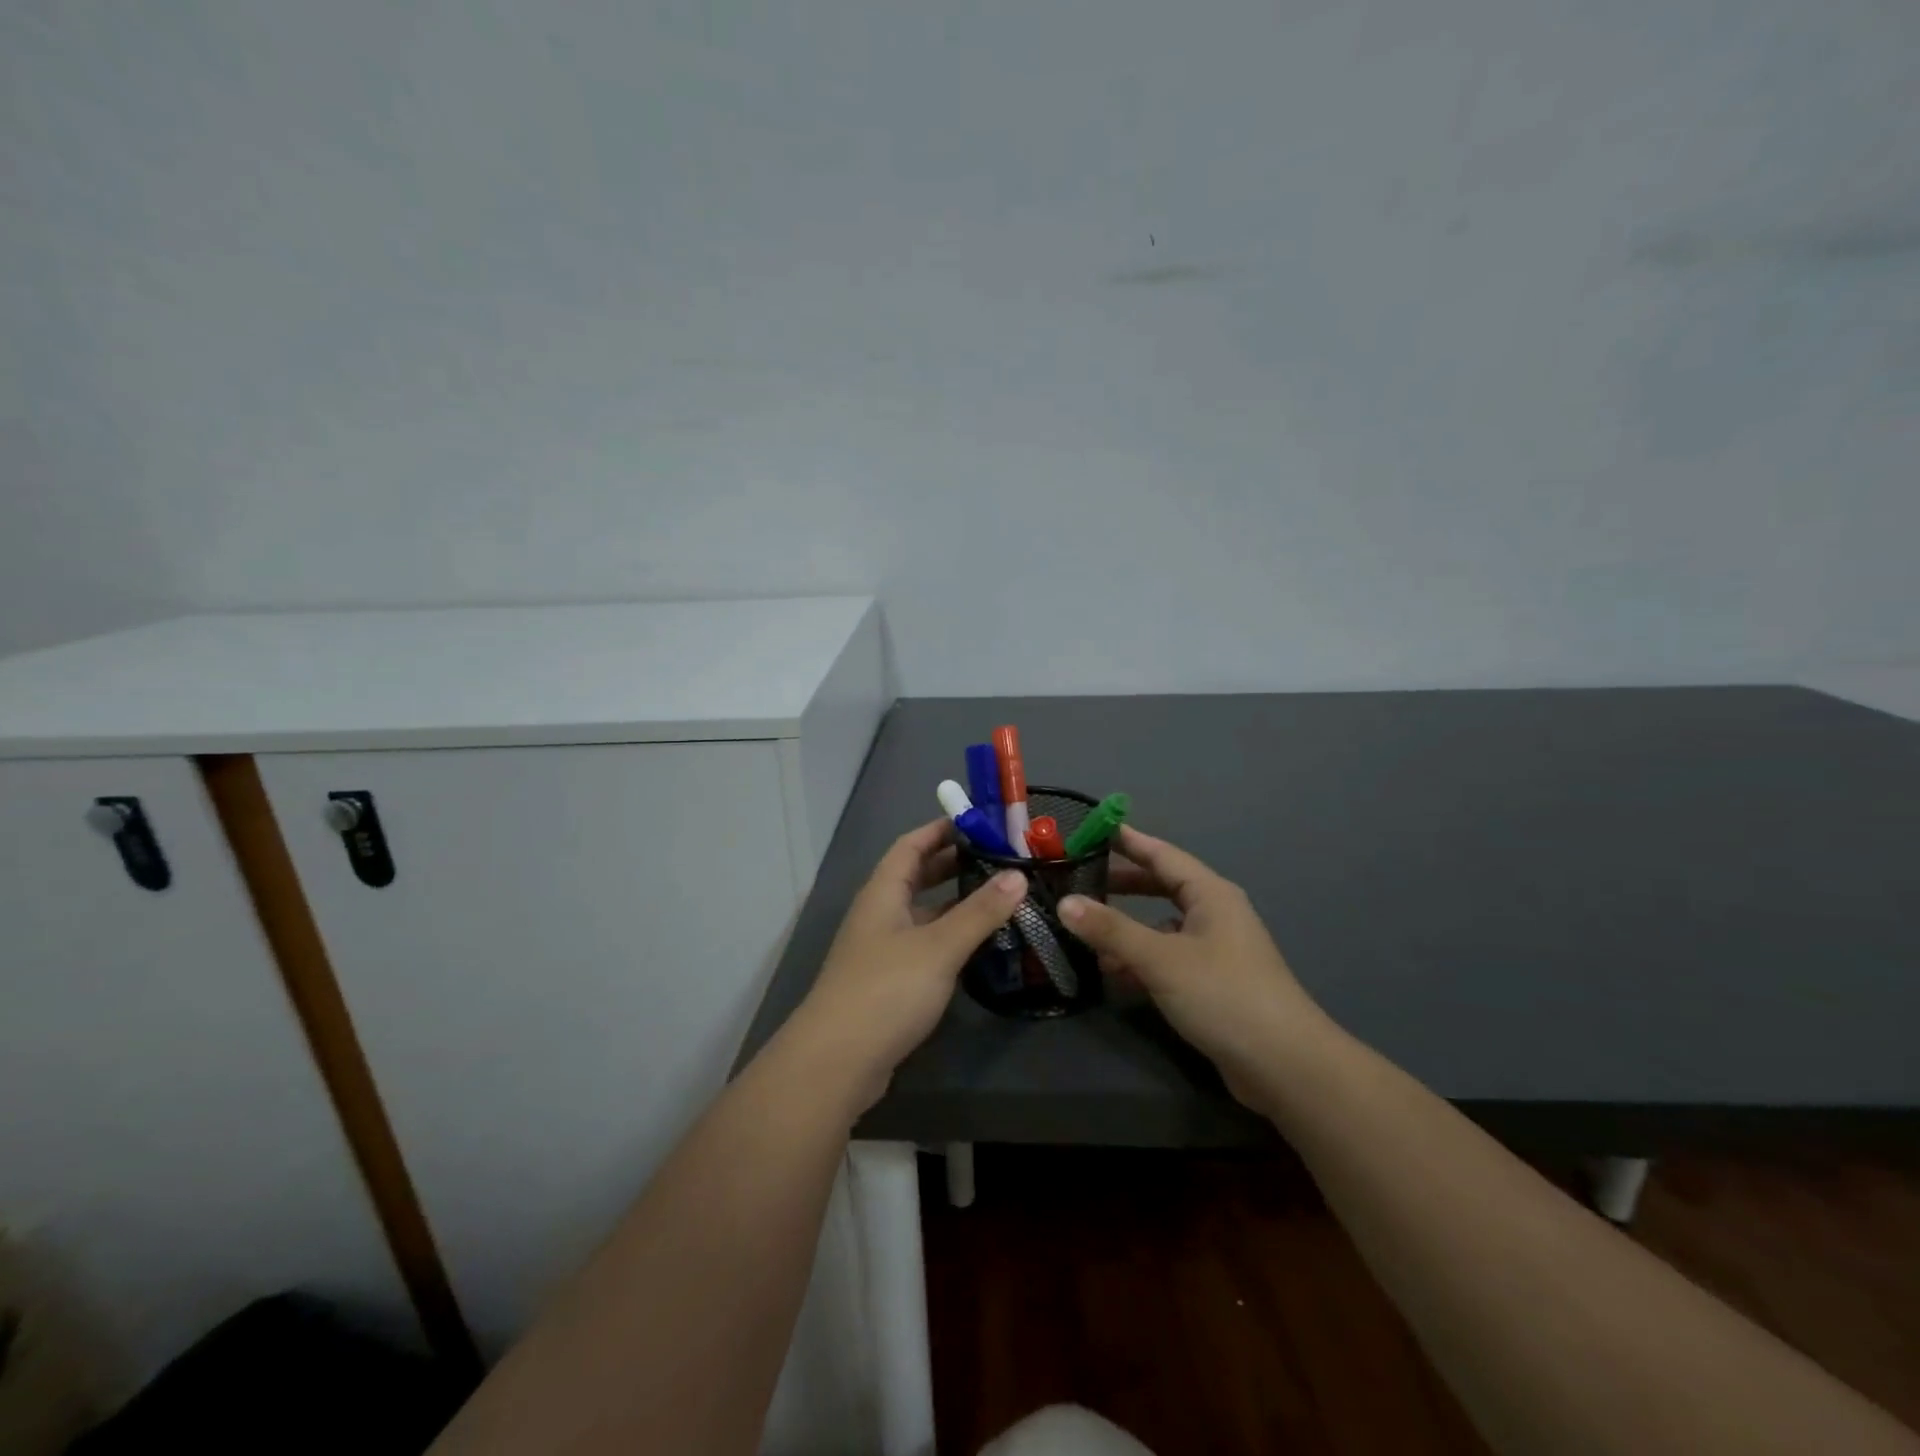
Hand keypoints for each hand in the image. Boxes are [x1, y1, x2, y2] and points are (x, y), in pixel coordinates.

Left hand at [783, 819, 1026, 1112]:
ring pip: (923, 913)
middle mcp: (880, 913)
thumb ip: (980, 911)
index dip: (941, 829)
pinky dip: (951, 936)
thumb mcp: (939, 946)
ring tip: (1000, 897)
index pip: (911, 845)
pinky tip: (979, 945)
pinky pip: (925, 944)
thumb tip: (1019, 874)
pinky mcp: (890, 981)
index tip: (980, 822)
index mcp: (883, 892)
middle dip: (954, 864)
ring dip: (956, 903)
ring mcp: (883, 949)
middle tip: (999, 858)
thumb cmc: (887, 989)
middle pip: (917, 876)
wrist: (837, 1061)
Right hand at [1060, 825, 1327, 1108]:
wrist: (1284, 1065)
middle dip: (1123, 884)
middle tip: (1081, 878)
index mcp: (1210, 894)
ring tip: (1086, 929)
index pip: (1162, 854)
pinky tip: (1113, 973)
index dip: (1128, 841)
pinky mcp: (1213, 983)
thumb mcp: (1161, 959)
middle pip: (1162, 887)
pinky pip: (1168, 958)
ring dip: (1127, 928)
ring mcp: (1216, 950)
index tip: (1094, 829)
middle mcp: (1215, 914)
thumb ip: (1111, 930)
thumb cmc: (1223, 995)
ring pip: (1162, 926)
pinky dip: (1141, 960)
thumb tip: (1065, 903)